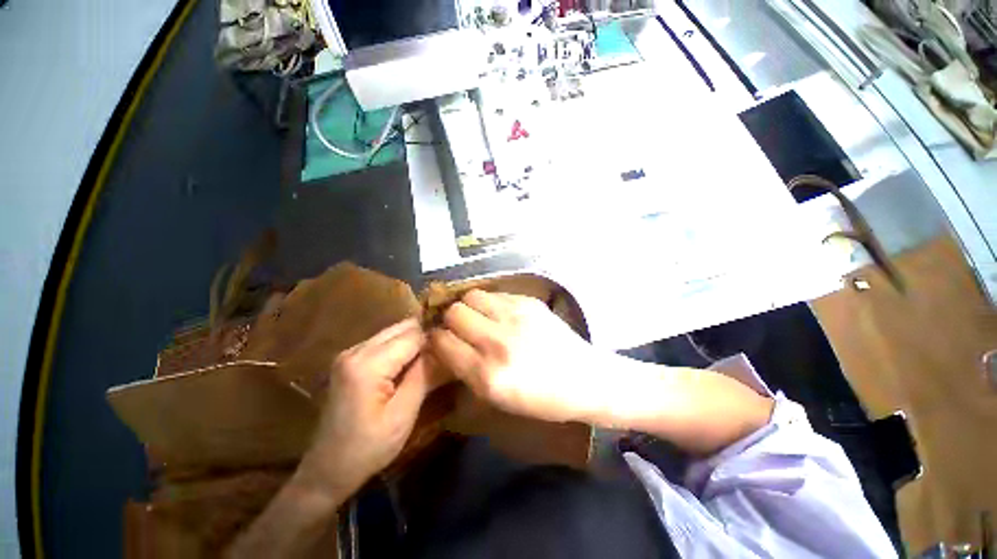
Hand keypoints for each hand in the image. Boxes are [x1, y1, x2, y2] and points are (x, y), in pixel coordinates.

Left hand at [297, 319, 436, 501]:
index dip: (436, 338)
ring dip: (416, 341)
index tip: (455, 347)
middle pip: (403, 328)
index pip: (413, 335)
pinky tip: (413, 363)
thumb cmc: (367, 449)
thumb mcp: (403, 415)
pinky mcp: (350, 359)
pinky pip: (385, 342)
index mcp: (367, 364)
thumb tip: (447, 348)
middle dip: (427, 336)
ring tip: (434, 357)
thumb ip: (425, 375)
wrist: (326, 470)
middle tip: (447, 351)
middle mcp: (356, 350)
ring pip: (394, 332)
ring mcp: (350, 353)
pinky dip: (403, 347)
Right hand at [429, 290, 602, 422]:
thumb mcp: (497, 399)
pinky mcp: (529, 302)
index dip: (436, 340)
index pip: (443, 342)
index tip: (441, 340)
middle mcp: (498, 342)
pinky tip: (500, 314)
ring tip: (479, 317)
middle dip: (450, 320)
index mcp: (488, 375)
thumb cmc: (541, 398)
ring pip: (472, 296)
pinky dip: (490, 303)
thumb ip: (466, 371)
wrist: (584, 378)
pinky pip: (495, 293)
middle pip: (454, 313)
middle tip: (460, 328)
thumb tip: (445, 345)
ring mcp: (515, 317)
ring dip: (469, 307)